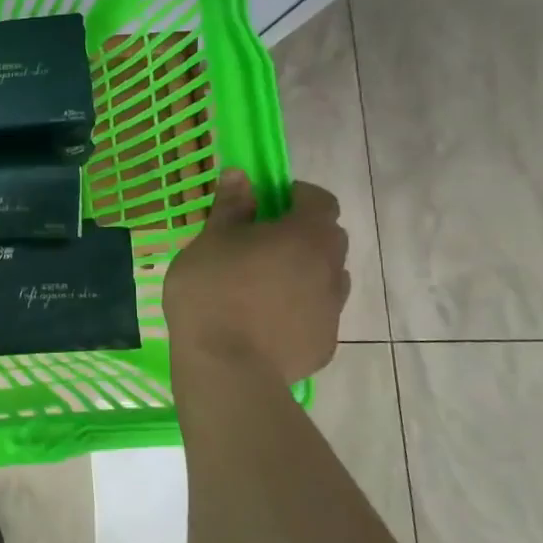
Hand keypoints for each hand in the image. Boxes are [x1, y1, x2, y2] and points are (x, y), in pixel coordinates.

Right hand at [161, 170, 348, 384]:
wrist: (227, 367)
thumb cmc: (213, 291)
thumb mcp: (210, 241)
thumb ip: (230, 207)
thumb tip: (239, 175)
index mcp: (306, 236)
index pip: (320, 201)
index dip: (297, 196)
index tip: (268, 202)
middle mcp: (331, 268)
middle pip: (327, 240)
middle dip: (300, 234)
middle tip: (258, 243)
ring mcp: (332, 310)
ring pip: (324, 278)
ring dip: (302, 272)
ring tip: (261, 285)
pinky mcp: (325, 344)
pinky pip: (315, 315)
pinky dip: (296, 309)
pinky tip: (262, 321)